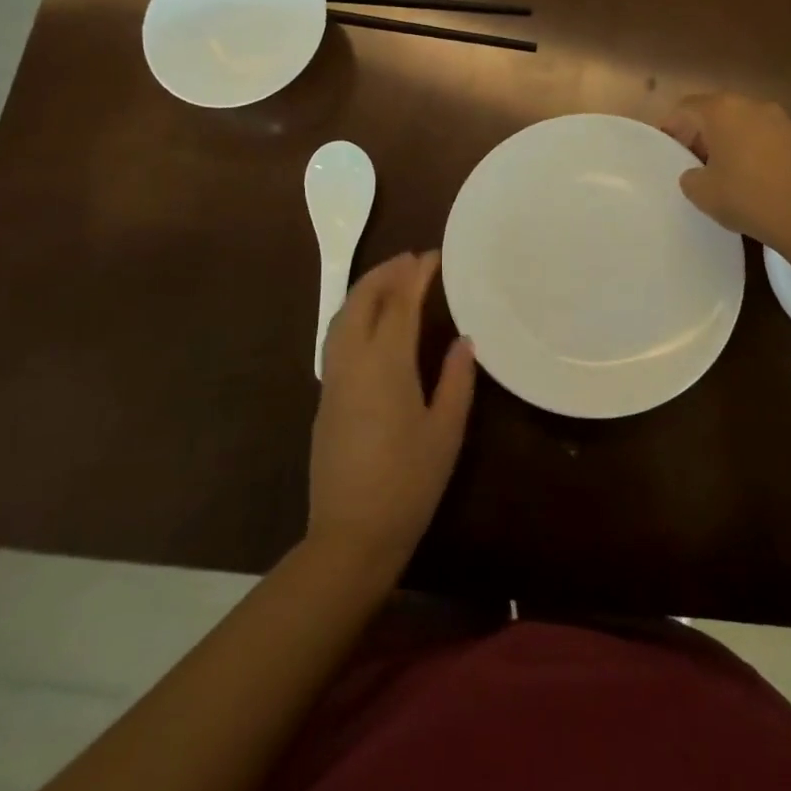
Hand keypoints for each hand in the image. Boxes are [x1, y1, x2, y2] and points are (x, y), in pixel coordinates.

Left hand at [308, 251, 474, 582]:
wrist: (350, 535)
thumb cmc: (408, 482)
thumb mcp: (446, 431)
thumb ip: (457, 379)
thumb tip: (464, 340)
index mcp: (386, 363)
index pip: (401, 302)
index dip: (417, 274)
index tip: (435, 255)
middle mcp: (353, 360)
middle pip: (362, 299)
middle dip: (385, 272)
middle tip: (412, 259)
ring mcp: (333, 378)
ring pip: (342, 316)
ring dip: (366, 289)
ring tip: (392, 279)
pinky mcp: (325, 397)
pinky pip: (337, 337)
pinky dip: (355, 313)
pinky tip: (371, 322)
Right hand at [661, 92, 790, 249]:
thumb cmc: (747, 197)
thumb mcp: (702, 193)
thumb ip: (690, 177)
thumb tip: (696, 173)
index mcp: (723, 111)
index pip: (687, 107)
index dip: (672, 126)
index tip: (668, 147)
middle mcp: (754, 106)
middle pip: (719, 112)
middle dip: (704, 133)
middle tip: (695, 161)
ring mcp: (785, 121)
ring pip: (749, 125)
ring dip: (735, 142)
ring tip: (729, 172)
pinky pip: (774, 141)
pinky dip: (762, 153)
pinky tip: (762, 181)